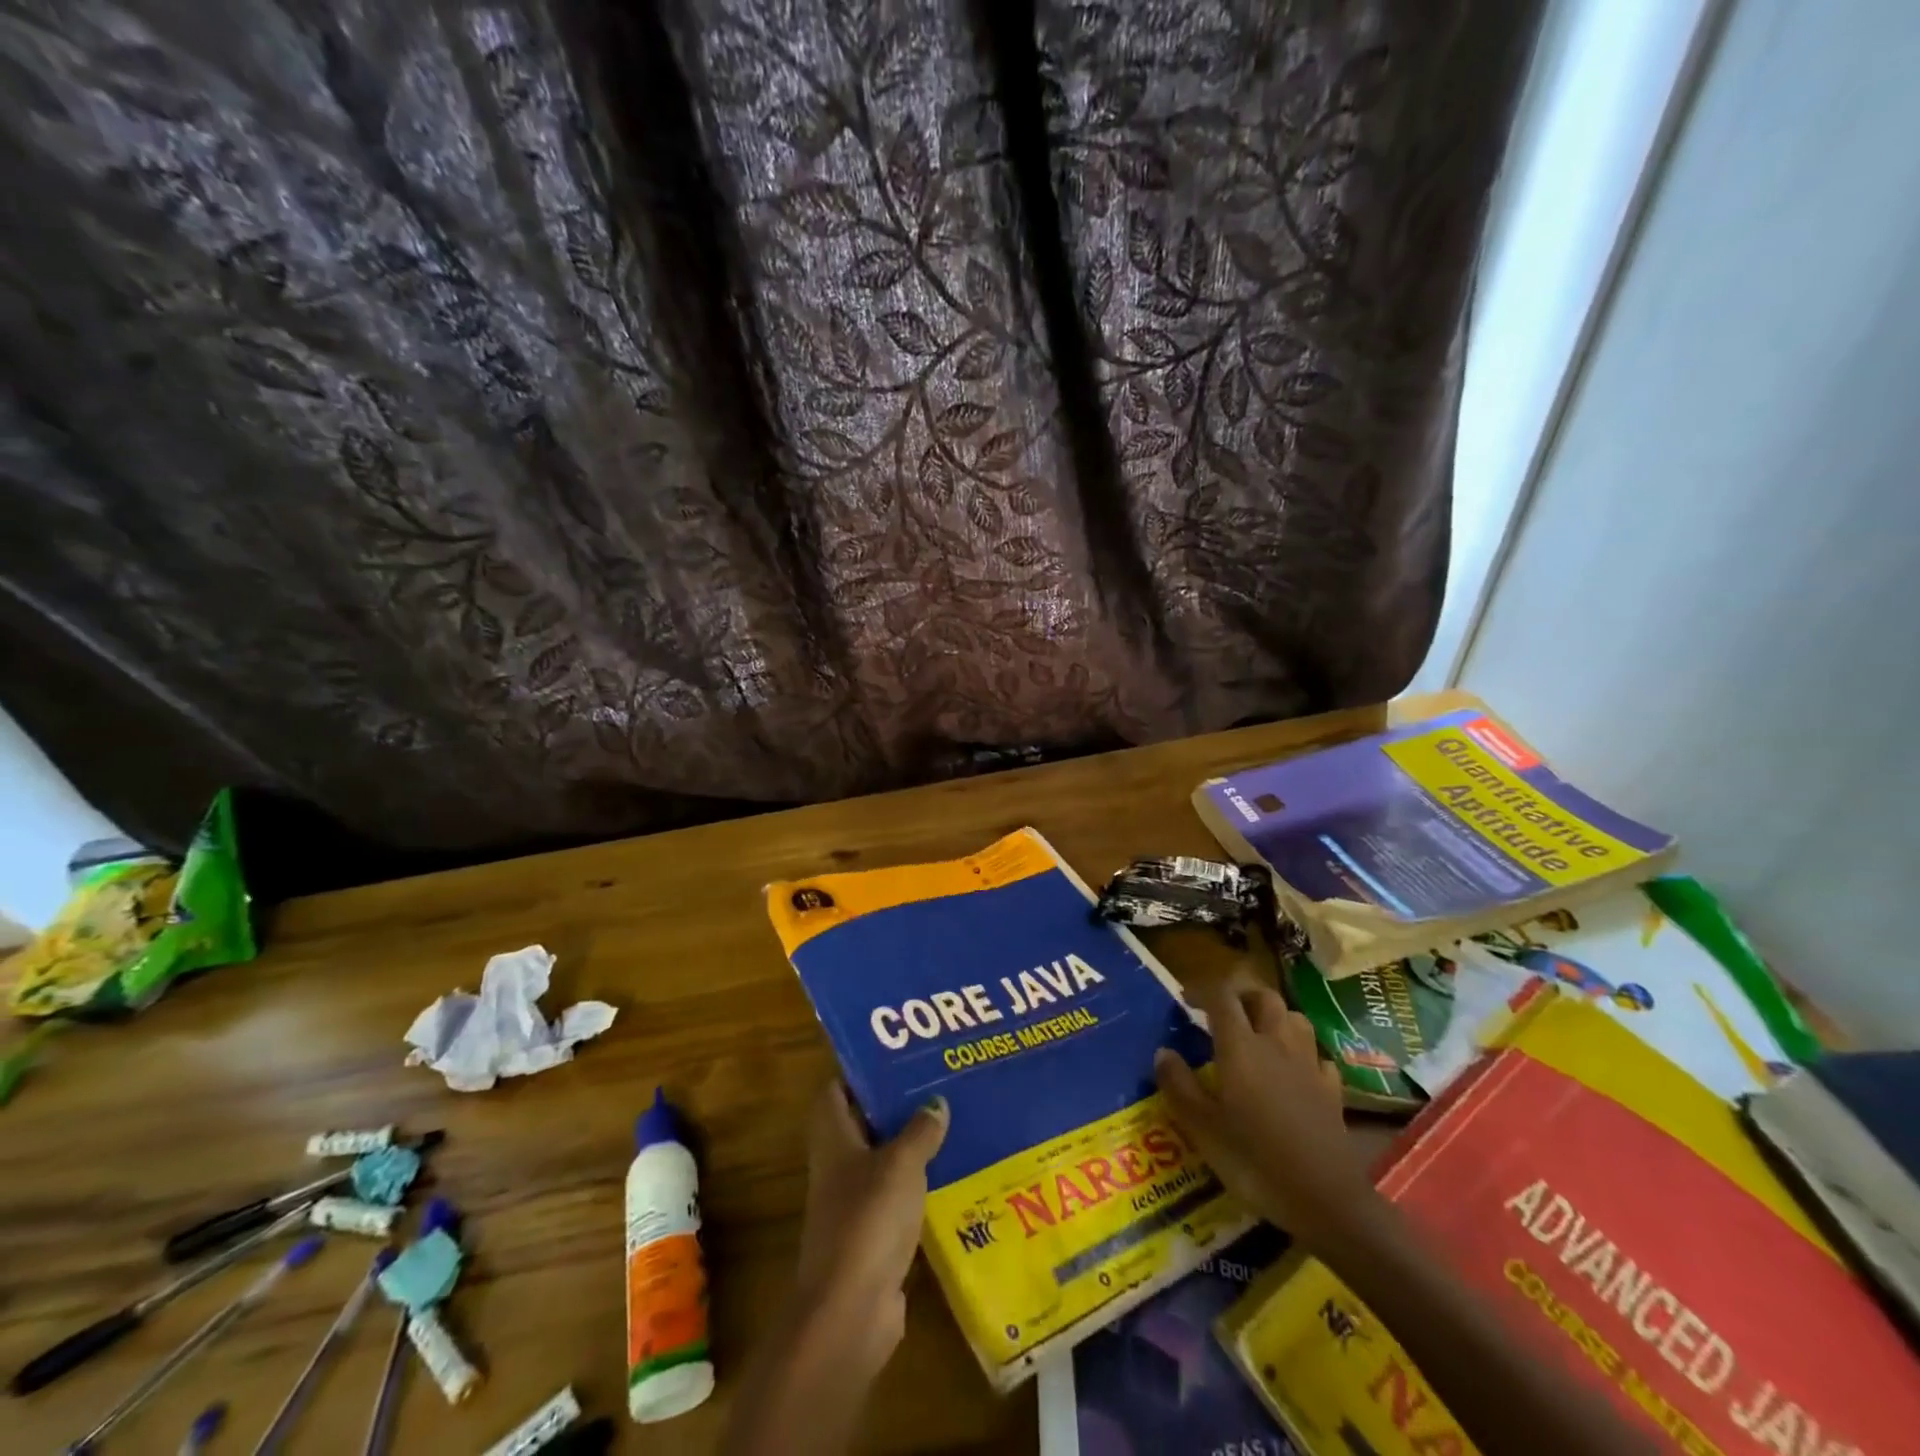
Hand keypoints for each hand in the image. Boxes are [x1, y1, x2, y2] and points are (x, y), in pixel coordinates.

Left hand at [792, 1082, 948, 1375]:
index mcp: (834, 1139)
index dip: (858, 1074)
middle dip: (896, 1107)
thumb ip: (920, 1130)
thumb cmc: (868, 1220)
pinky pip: (899, 1200)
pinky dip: (920, 1189)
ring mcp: (854, 1204)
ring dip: (912, 1148)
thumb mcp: (901, 1164)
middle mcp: (838, 1167)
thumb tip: (936, 1102)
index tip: (895, 1060)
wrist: (850, 1312)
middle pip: (863, 1125)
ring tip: (952, 1125)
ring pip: (884, 1163)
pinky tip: (953, 1178)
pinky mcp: (874, 1238)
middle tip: (935, 1086)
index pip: (835, 1092)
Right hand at [1155, 971, 1377, 1247]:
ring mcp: (1309, 1066)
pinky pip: (1317, 1055)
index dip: (1202, 990)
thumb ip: (1179, 1085)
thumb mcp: (1202, 1128)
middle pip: (1263, 997)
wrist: (1327, 1201)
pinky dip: (1302, 1052)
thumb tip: (1163, 1052)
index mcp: (1241, 1047)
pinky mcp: (1332, 1091)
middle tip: (1223, 1010)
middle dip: (1241, 994)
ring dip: (1274, 1016)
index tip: (1186, 998)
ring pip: (1294, 1019)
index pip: (1222, 997)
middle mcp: (1276, 1045)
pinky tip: (1293, 1069)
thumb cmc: (1255, 1162)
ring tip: (1257, 1033)